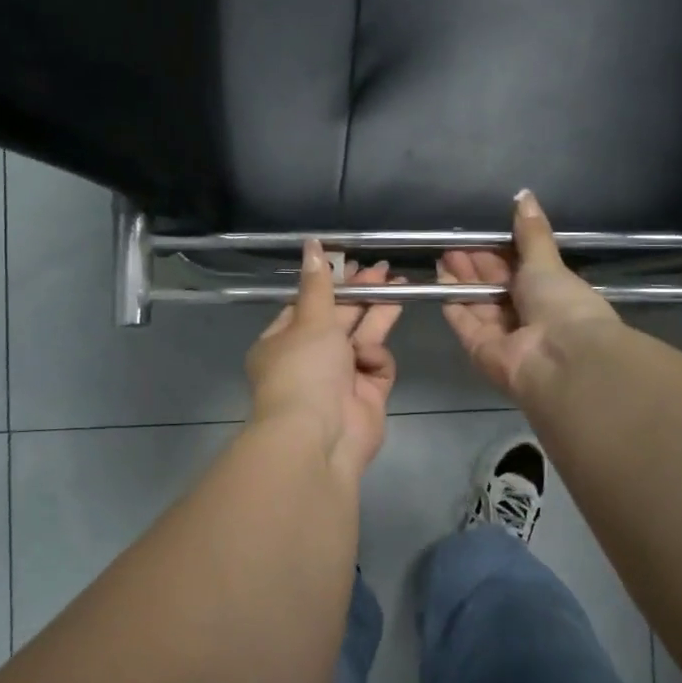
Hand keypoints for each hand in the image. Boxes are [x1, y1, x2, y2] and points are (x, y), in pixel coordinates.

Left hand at [246, 241, 405, 480]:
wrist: (319, 437)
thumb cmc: (304, 370)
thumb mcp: (309, 319)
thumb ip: (319, 283)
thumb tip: (312, 244)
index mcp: (281, 341)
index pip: (306, 305)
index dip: (329, 284)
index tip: (350, 263)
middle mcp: (309, 359)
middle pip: (338, 319)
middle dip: (360, 294)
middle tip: (383, 269)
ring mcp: (339, 378)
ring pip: (362, 337)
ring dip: (377, 313)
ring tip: (400, 285)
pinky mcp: (367, 394)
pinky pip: (376, 365)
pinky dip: (375, 359)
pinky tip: (371, 357)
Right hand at [439, 189, 620, 398]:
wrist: (562, 357)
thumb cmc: (562, 304)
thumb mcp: (547, 261)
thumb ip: (531, 232)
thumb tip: (524, 195)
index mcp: (549, 294)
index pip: (519, 270)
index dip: (498, 253)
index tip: (479, 235)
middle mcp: (526, 315)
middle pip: (494, 287)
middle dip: (475, 264)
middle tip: (454, 242)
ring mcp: (503, 334)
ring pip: (476, 301)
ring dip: (461, 278)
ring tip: (444, 253)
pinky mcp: (481, 349)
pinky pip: (464, 321)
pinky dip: (452, 300)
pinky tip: (439, 277)